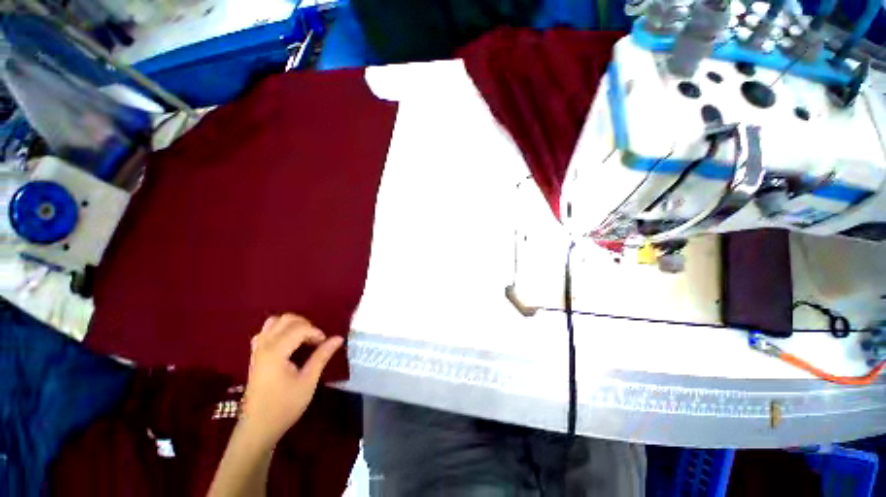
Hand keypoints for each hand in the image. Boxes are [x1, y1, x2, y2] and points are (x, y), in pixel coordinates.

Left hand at [239, 314, 343, 447]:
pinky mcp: (254, 356)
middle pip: (286, 320)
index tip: (325, 345)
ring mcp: (256, 350)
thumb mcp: (308, 381)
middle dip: (305, 325)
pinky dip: (279, 331)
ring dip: (292, 325)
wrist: (257, 428)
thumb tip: (339, 338)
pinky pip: (266, 332)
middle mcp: (263, 345)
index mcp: (275, 351)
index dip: (316, 333)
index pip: (300, 328)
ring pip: (274, 322)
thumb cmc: (284, 406)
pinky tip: (288, 343)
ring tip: (303, 338)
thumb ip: (322, 356)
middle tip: (316, 340)